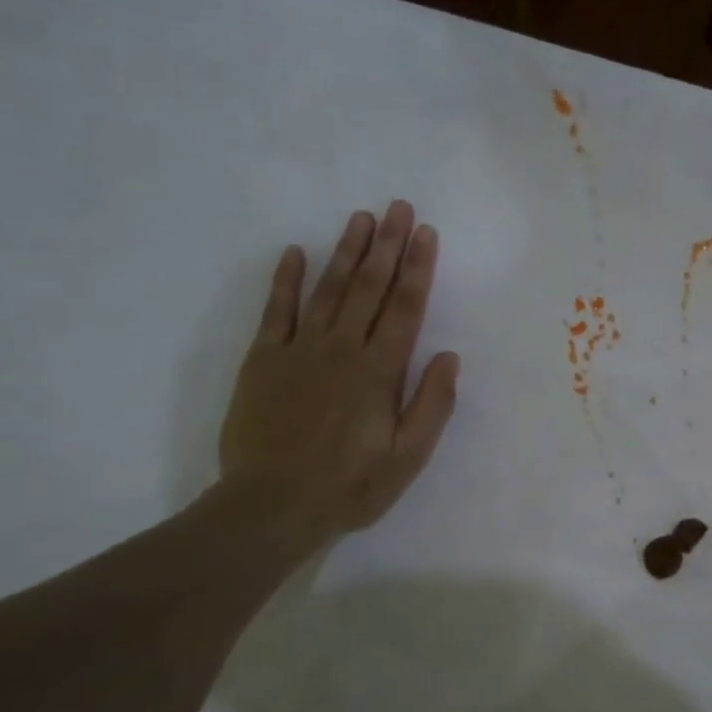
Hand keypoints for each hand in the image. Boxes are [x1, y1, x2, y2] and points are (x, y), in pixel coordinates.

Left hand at [219, 200, 459, 546]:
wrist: (272, 504)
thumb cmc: (350, 485)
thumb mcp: (408, 457)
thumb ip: (431, 405)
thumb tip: (448, 357)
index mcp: (379, 372)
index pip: (405, 309)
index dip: (418, 269)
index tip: (426, 233)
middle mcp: (341, 349)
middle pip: (369, 288)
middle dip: (387, 246)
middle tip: (398, 207)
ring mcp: (298, 350)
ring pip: (328, 290)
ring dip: (346, 252)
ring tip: (361, 218)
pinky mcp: (263, 360)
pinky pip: (276, 310)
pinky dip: (285, 280)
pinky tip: (294, 252)